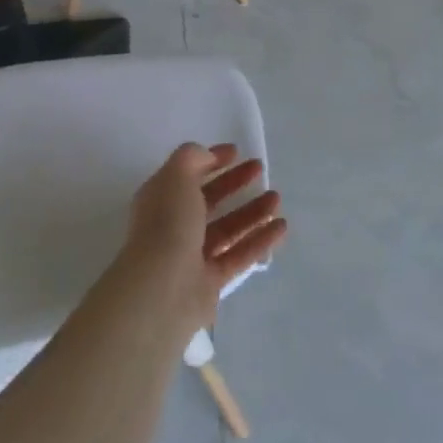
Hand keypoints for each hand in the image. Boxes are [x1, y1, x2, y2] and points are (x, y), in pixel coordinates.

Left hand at [121, 142, 286, 337]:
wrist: (161, 291)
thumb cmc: (166, 225)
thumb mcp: (176, 177)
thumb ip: (192, 158)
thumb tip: (208, 156)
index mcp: (161, 199)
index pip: (188, 174)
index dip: (211, 160)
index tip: (237, 151)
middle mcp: (174, 226)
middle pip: (209, 200)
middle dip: (234, 183)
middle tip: (260, 169)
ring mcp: (192, 256)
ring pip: (227, 228)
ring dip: (252, 212)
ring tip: (277, 198)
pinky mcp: (211, 282)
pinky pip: (239, 255)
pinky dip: (260, 240)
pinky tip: (281, 227)